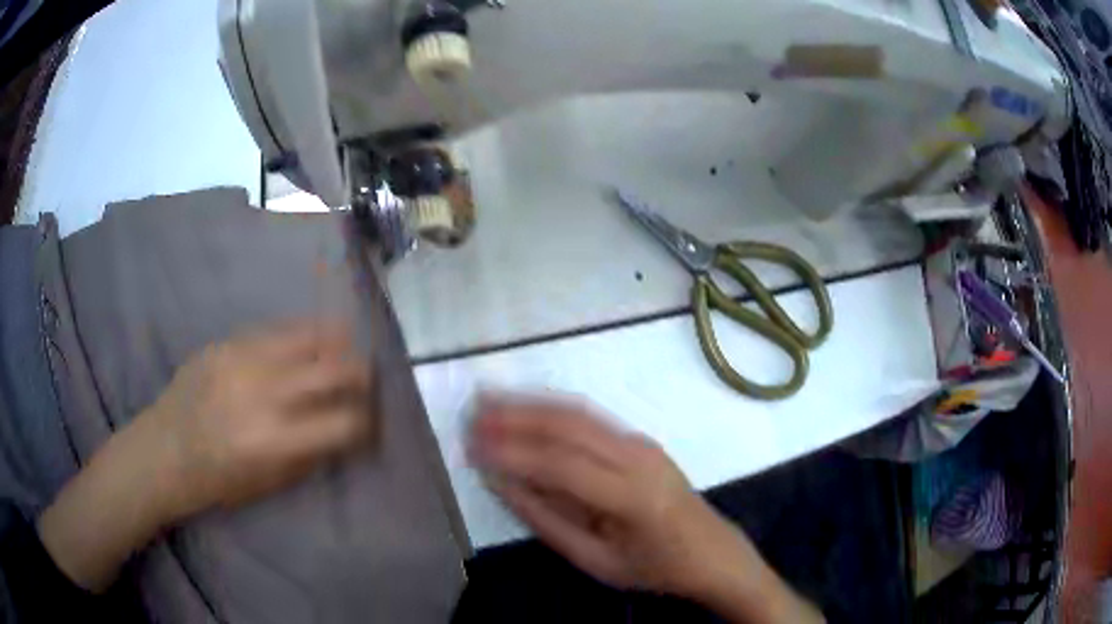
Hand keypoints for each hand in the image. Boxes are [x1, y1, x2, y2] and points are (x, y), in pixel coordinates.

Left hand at [146, 321, 374, 518]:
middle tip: (369, 377)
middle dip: (361, 373)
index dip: (366, 421)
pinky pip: (273, 330)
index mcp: (273, 440)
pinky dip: (299, 333)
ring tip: (348, 342)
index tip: (372, 420)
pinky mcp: (225, 343)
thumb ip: (309, 455)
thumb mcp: (268, 483)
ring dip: (334, 341)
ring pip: (305, 337)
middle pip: (330, 370)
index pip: (341, 423)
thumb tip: (342, 429)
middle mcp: (262, 394)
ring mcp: (241, 361)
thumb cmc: (217, 480)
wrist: (163, 449)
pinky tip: (310, 334)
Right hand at [469, 395, 823, 623]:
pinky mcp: (640, 439)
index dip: (512, 452)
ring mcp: (642, 443)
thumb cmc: (655, 567)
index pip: (561, 465)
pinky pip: (590, 418)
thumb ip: (547, 520)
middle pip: (569, 426)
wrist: (712, 551)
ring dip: (530, 404)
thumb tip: (501, 482)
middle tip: (472, 412)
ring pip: (578, 413)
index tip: (470, 446)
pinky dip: (552, 409)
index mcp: (632, 496)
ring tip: (488, 400)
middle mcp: (638, 457)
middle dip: (515, 416)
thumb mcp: (596, 560)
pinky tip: (526, 408)